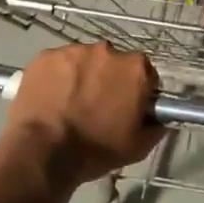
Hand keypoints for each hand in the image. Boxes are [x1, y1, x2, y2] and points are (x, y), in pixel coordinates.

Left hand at [2, 42, 159, 187]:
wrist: (43, 152)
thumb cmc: (96, 150)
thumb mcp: (138, 147)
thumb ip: (155, 126)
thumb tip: (159, 119)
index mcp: (135, 68)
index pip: (144, 73)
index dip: (136, 90)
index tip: (127, 106)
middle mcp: (108, 50)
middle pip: (113, 62)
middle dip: (108, 79)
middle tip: (96, 106)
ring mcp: (74, 50)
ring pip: (84, 60)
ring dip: (81, 76)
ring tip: (69, 103)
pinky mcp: (46, 56)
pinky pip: (57, 64)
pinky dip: (56, 77)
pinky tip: (50, 98)